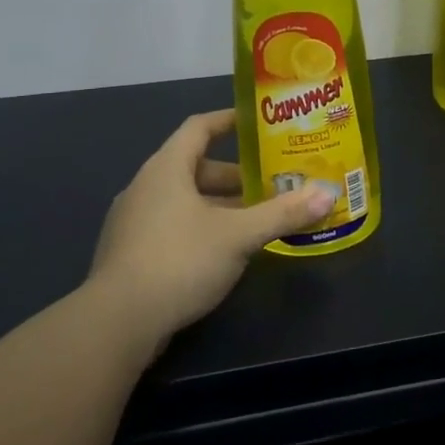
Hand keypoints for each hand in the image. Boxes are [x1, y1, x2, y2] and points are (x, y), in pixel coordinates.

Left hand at [86, 110, 333, 352]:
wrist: (116, 323)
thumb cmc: (179, 261)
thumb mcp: (239, 235)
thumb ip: (282, 214)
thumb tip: (327, 194)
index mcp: (166, 168)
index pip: (199, 128)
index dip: (229, 121)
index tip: (258, 123)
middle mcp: (146, 187)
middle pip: (195, 167)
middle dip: (235, 175)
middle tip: (271, 182)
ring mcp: (133, 221)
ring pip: (185, 200)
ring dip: (220, 205)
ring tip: (256, 217)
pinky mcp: (131, 253)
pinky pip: (173, 225)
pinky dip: (202, 227)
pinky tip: (226, 251)